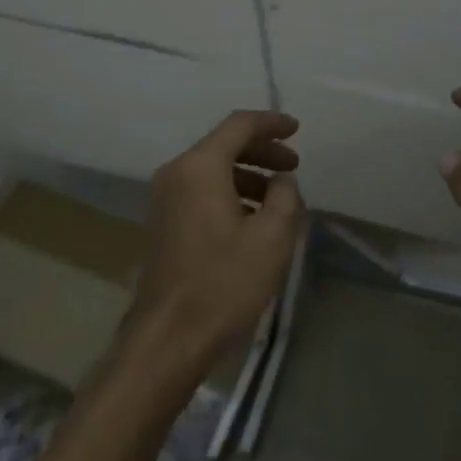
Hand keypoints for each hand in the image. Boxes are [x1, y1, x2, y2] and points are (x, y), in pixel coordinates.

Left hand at [127, 110, 306, 379]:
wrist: (169, 337)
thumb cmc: (224, 282)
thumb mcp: (271, 238)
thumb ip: (285, 196)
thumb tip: (282, 180)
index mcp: (200, 167)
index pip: (239, 125)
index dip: (271, 123)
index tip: (297, 129)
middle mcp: (177, 173)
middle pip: (224, 145)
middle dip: (262, 150)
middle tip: (293, 165)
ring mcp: (165, 198)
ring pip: (212, 169)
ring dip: (248, 174)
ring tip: (278, 198)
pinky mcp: (164, 222)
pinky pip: (201, 190)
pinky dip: (230, 191)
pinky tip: (252, 218)